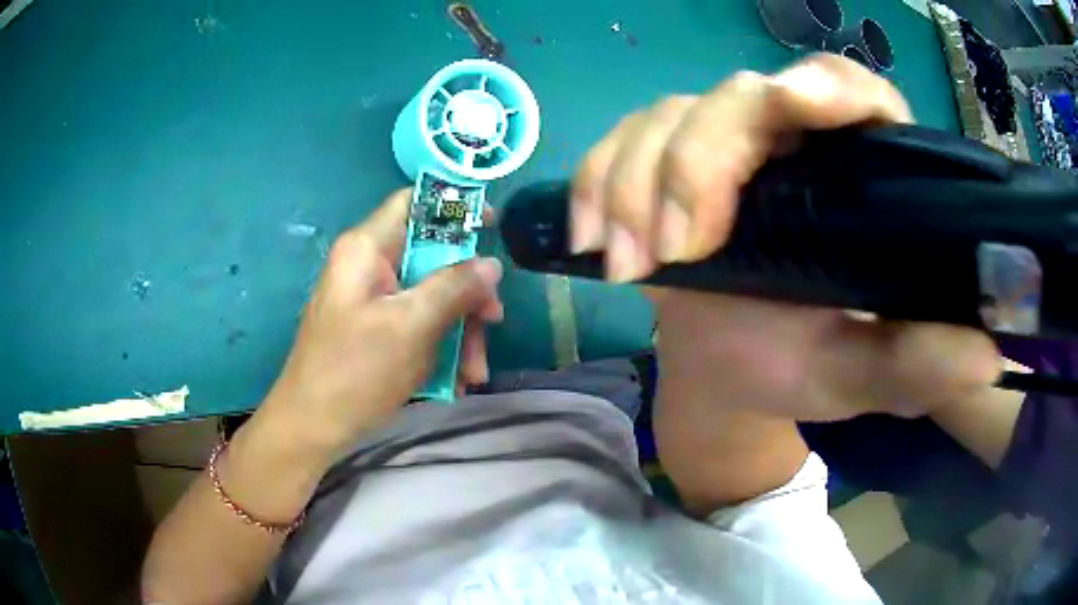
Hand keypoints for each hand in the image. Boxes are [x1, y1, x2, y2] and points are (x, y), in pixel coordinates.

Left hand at [263, 189, 502, 457]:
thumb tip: (491, 264)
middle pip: (432, 257)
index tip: (492, 228)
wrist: (311, 427)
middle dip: (466, 292)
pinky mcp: (374, 328)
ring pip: (430, 296)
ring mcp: (371, 299)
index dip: (455, 206)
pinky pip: (417, 323)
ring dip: (459, 330)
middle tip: (493, 321)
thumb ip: (453, 288)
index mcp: (367, 248)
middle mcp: (368, 266)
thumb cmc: (354, 372)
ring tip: (474, 372)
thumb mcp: (410, 327)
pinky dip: (440, 347)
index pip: (414, 202)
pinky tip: (455, 380)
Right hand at [571, 54, 1000, 419]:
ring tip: (629, 266)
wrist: (729, 371)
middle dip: (697, 162)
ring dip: (633, 183)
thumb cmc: (798, 366)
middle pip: (738, 98)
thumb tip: (987, 355)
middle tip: (675, 249)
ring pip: (666, 117)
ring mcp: (721, 144)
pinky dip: (595, 184)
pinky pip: (619, 144)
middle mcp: (790, 139)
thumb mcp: (864, 376)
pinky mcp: (664, 162)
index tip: (791, 105)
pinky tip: (593, 240)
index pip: (852, 92)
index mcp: (855, 171)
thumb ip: (918, 365)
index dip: (825, 85)